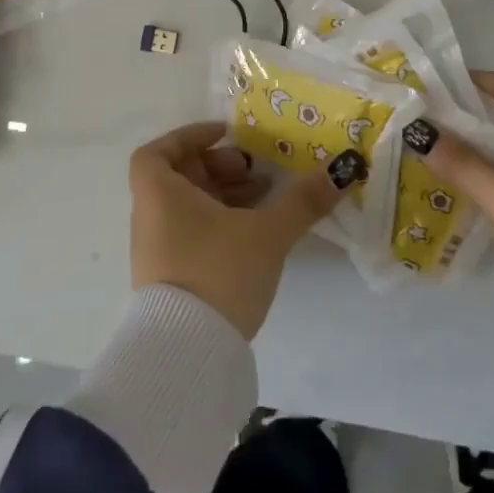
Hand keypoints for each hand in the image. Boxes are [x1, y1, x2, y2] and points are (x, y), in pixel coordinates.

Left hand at [129, 121, 349, 339]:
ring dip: (224, 196)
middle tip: (255, 172)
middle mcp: (151, 219)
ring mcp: (158, 253)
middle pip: (179, 177)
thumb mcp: (267, 232)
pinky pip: (192, 234)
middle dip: (219, 168)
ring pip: (188, 208)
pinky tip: (255, 234)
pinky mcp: (171, 280)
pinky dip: (220, 223)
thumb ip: (303, 200)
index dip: (189, 137)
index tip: (225, 137)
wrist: (188, 355)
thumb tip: (342, 169)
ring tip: (265, 200)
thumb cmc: (218, 273)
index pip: (157, 152)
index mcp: (160, 196)